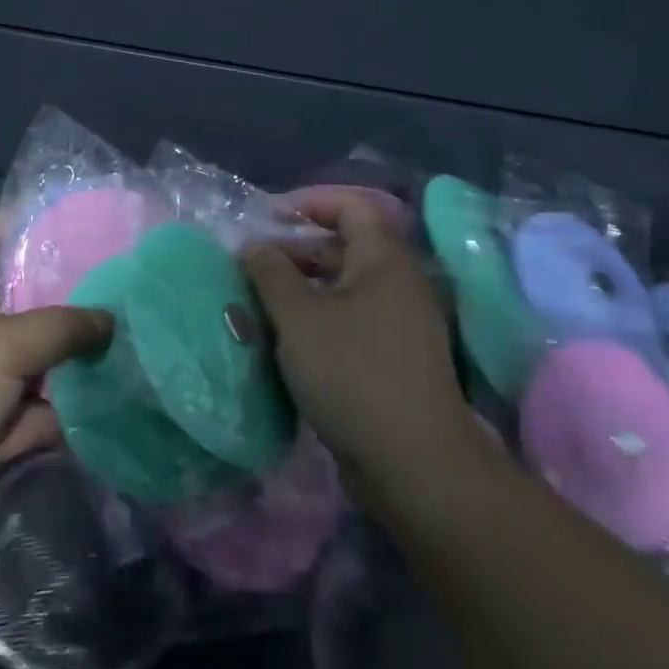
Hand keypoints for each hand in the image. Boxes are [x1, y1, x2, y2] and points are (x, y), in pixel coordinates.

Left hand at [0, 214, 112, 561]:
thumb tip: (111, 319)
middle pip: (33, 301)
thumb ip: (60, 327)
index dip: (33, 221)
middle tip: (134, 278)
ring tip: (143, 334)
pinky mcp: (0, 428)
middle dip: (76, 293)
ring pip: (46, 359)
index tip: (85, 214)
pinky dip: (75, 409)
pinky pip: (47, 410)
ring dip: (82, 356)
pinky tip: (124, 395)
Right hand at [244, 188, 478, 503]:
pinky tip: (285, 342)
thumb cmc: (353, 373)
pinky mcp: (393, 360)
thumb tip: (253, 245)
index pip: (351, 206)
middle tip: (253, 267)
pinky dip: (316, 321)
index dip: (309, 202)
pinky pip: (350, 322)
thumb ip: (270, 273)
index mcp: (384, 260)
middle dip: (295, 251)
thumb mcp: (298, 317)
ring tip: (259, 305)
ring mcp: (399, 325)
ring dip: (301, 290)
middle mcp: (398, 284)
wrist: (415, 466)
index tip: (268, 218)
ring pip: (343, 288)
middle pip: (344, 246)